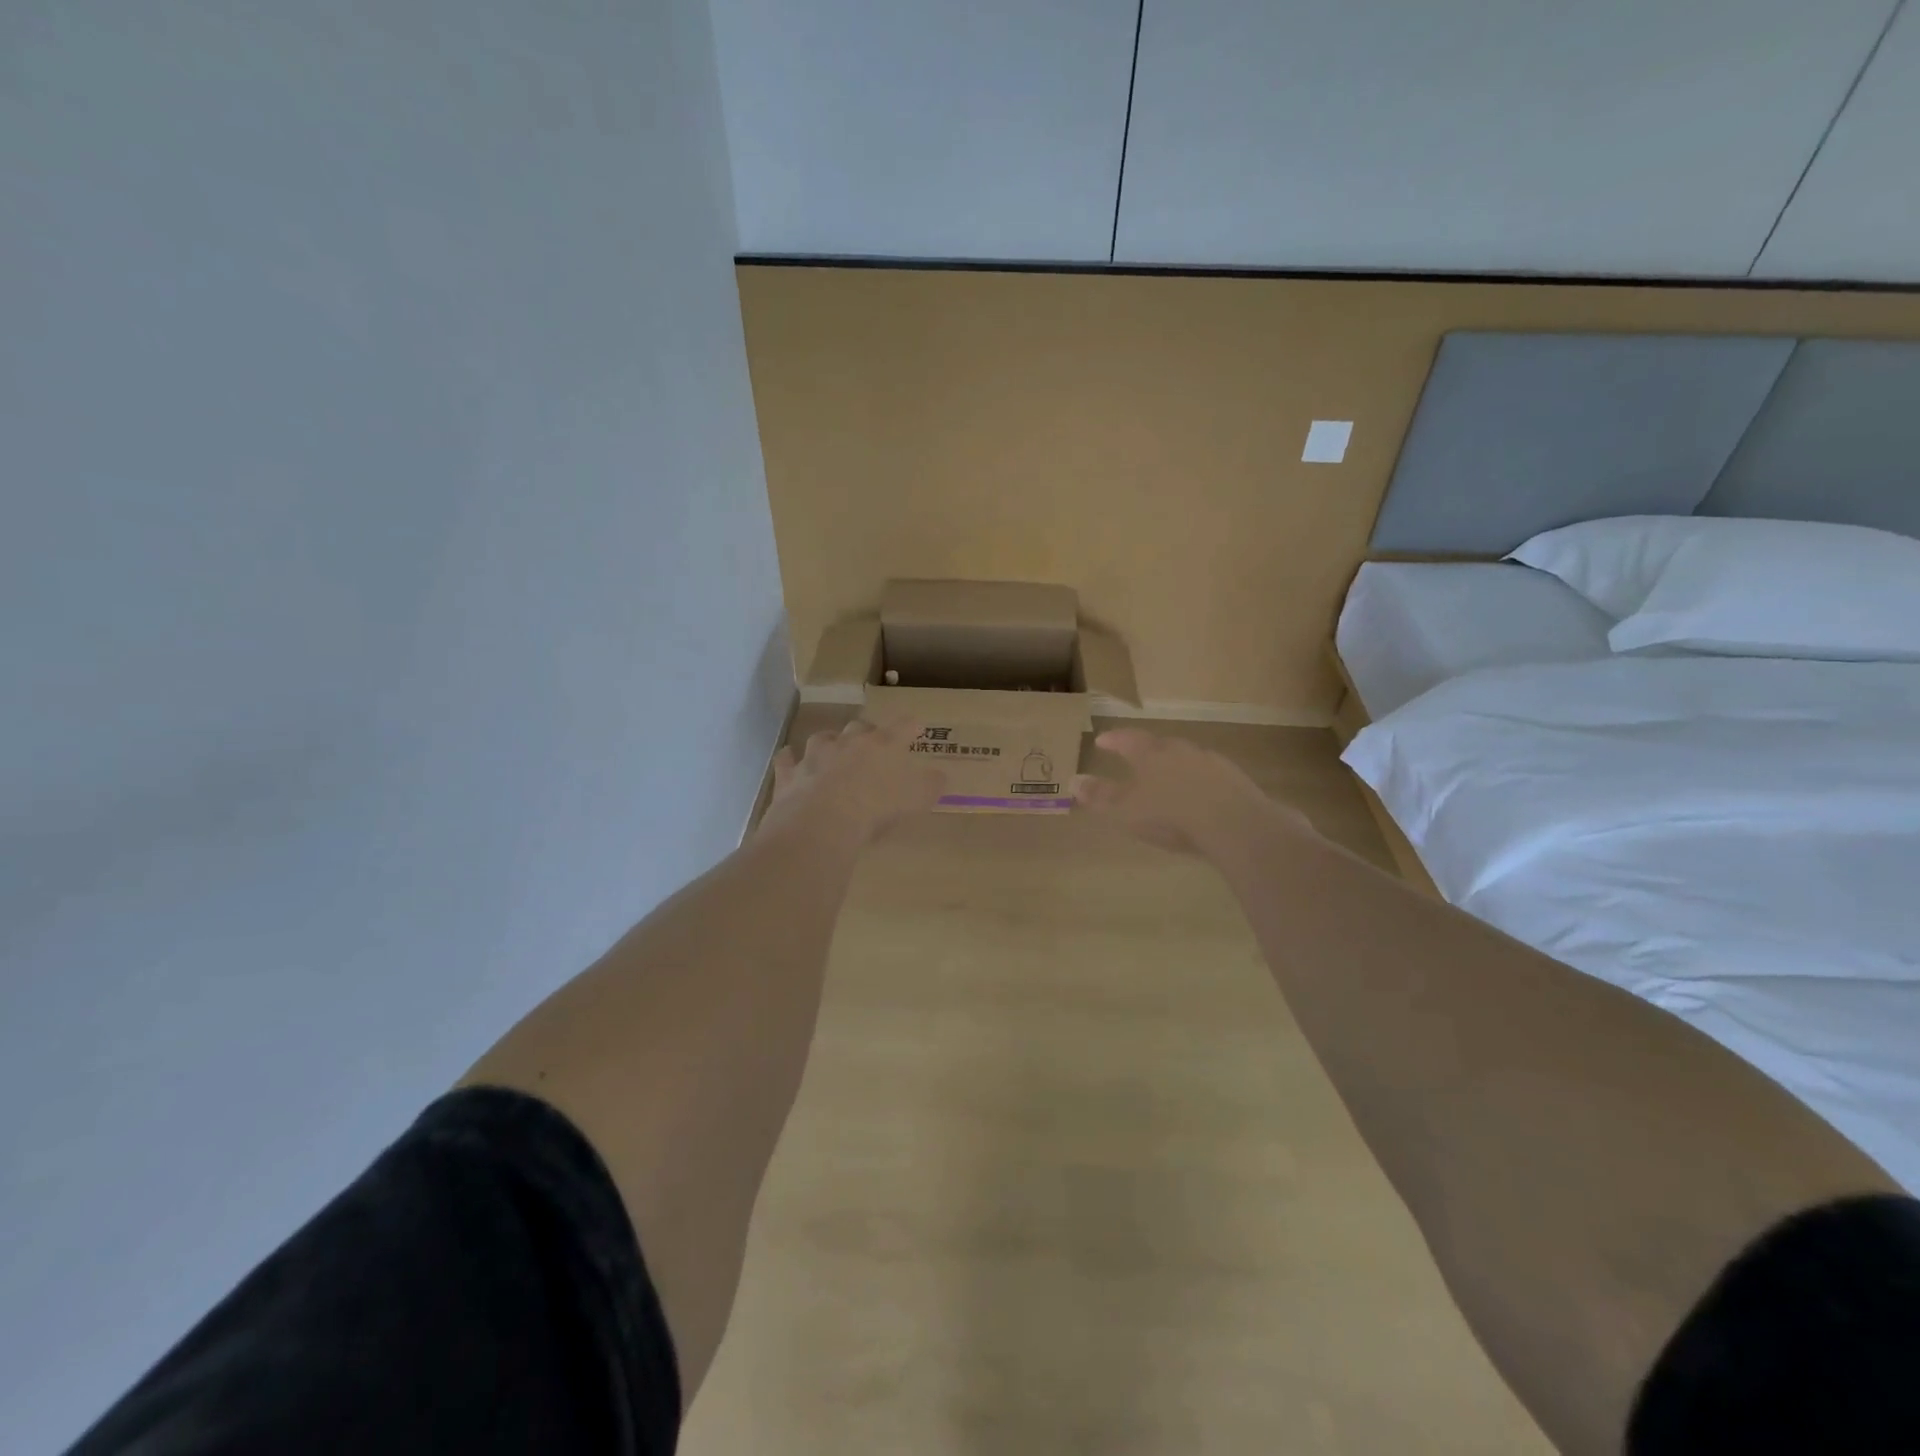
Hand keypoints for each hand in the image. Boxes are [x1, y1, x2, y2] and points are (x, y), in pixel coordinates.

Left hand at [759, 718, 944, 847]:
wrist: (822, 822)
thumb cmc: (876, 808)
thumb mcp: (916, 800)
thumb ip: (930, 786)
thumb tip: (941, 776)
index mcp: (882, 745)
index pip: (902, 727)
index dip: (910, 726)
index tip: (915, 726)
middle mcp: (848, 743)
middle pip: (859, 726)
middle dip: (866, 732)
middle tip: (872, 743)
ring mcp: (815, 755)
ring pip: (822, 738)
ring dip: (829, 742)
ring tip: (832, 749)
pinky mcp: (790, 774)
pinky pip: (788, 759)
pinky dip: (790, 759)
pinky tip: (791, 760)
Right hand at [1071, 728, 1308, 856]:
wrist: (1235, 824)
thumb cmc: (1171, 815)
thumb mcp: (1126, 810)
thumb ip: (1100, 796)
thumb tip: (1073, 781)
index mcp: (1151, 754)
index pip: (1127, 739)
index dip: (1113, 740)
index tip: (1102, 740)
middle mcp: (1180, 750)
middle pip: (1159, 745)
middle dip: (1146, 750)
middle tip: (1136, 757)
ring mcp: (1210, 762)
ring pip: (1186, 758)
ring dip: (1174, 765)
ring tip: (1167, 778)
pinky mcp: (1235, 779)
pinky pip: (1209, 774)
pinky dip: (1198, 781)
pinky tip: (1198, 796)